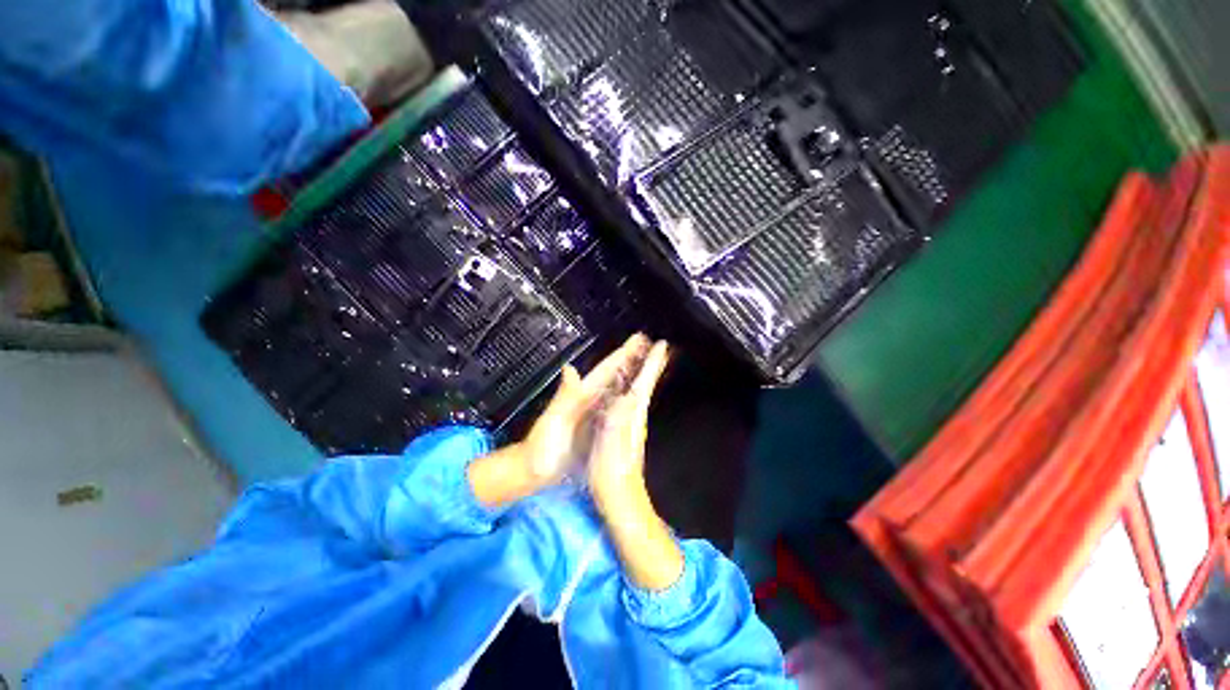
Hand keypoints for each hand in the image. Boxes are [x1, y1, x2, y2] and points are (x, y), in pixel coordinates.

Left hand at [468, 334, 652, 507]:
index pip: (607, 369)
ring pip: (617, 387)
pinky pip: (616, 406)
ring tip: (649, 361)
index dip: (624, 353)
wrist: (532, 472)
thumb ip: (563, 397)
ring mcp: (593, 412)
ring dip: (632, 374)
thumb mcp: (552, 422)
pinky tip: (634, 393)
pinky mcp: (596, 426)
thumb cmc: (541, 449)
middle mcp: (590, 399)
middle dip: (632, 359)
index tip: (640, 339)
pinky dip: (627, 395)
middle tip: (650, 345)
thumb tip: (570, 368)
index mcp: (582, 395)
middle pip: (615, 374)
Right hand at [587, 340, 669, 506]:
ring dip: (643, 373)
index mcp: (632, 415)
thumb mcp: (612, 446)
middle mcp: (635, 416)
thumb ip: (618, 420)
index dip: (652, 363)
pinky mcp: (624, 432)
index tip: (662, 344)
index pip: (644, 382)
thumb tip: (625, 394)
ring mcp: (631, 424)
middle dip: (652, 364)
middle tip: (658, 345)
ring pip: (639, 390)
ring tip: (646, 357)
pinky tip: (627, 387)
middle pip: (645, 383)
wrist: (620, 501)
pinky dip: (632, 387)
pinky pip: (629, 400)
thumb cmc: (612, 474)